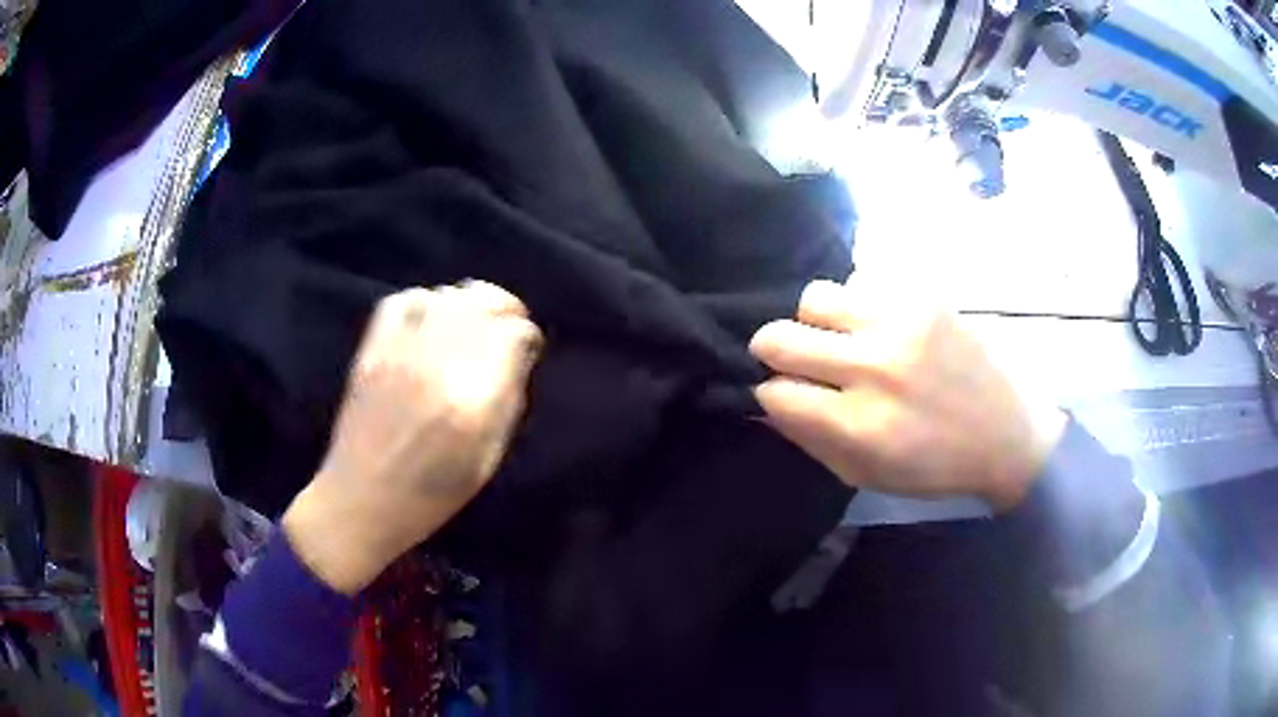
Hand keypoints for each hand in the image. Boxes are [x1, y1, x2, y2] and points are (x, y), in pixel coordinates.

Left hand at [283, 281, 541, 593]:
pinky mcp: (371, 352)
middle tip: (506, 324)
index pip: (513, 335)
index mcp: (473, 404)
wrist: (361, 502)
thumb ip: (507, 403)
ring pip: (443, 297)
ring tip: (469, 323)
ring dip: (465, 303)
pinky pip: (401, 302)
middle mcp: (438, 368)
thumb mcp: (487, 460)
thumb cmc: (432, 495)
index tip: (527, 347)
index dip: (526, 336)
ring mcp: (400, 355)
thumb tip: (519, 355)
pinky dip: (423, 302)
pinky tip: (429, 322)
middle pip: (480, 303)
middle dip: (502, 306)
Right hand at [749, 279, 1065, 511]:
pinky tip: (880, 326)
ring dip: (816, 321)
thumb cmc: (934, 467)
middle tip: (793, 359)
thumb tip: (765, 404)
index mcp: (859, 426)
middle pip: (780, 338)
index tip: (785, 396)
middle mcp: (875, 369)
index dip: (770, 395)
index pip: (775, 393)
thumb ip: (810, 439)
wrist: (1007, 435)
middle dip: (773, 351)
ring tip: (841, 336)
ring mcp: (902, 324)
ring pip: (816, 298)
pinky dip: (860, 306)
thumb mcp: (866, 475)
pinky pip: (862, 282)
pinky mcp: (925, 297)